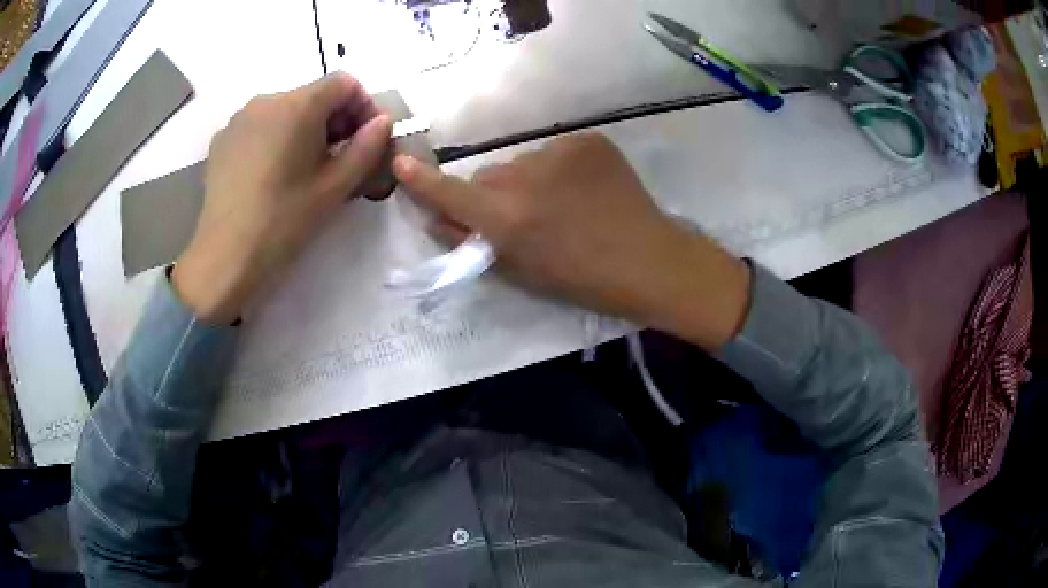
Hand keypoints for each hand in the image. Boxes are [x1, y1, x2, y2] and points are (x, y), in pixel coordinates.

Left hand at [173, 74, 392, 322]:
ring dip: (304, 130)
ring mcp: (239, 119)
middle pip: (313, 95)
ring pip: (285, 111)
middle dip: (334, 120)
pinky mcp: (222, 140)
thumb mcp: (335, 187)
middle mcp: (266, 100)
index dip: (363, 106)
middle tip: (339, 160)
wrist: (225, 258)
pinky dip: (275, 139)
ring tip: (303, 170)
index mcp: (298, 105)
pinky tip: (272, 175)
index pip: (344, 83)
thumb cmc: (284, 221)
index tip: (366, 141)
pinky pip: (259, 127)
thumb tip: (382, 122)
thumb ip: (366, 147)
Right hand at [393, 133, 750, 349]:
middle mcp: (525, 177)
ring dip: (529, 181)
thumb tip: (438, 217)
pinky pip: (555, 152)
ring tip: (563, 205)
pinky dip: (560, 169)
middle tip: (524, 217)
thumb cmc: (582, 279)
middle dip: (494, 195)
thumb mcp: (519, 271)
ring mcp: (559, 152)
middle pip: (488, 177)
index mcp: (507, 218)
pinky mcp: (588, 140)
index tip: (401, 162)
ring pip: (523, 164)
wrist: (649, 260)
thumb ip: (472, 241)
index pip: (449, 193)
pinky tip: (584, 189)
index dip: (422, 181)